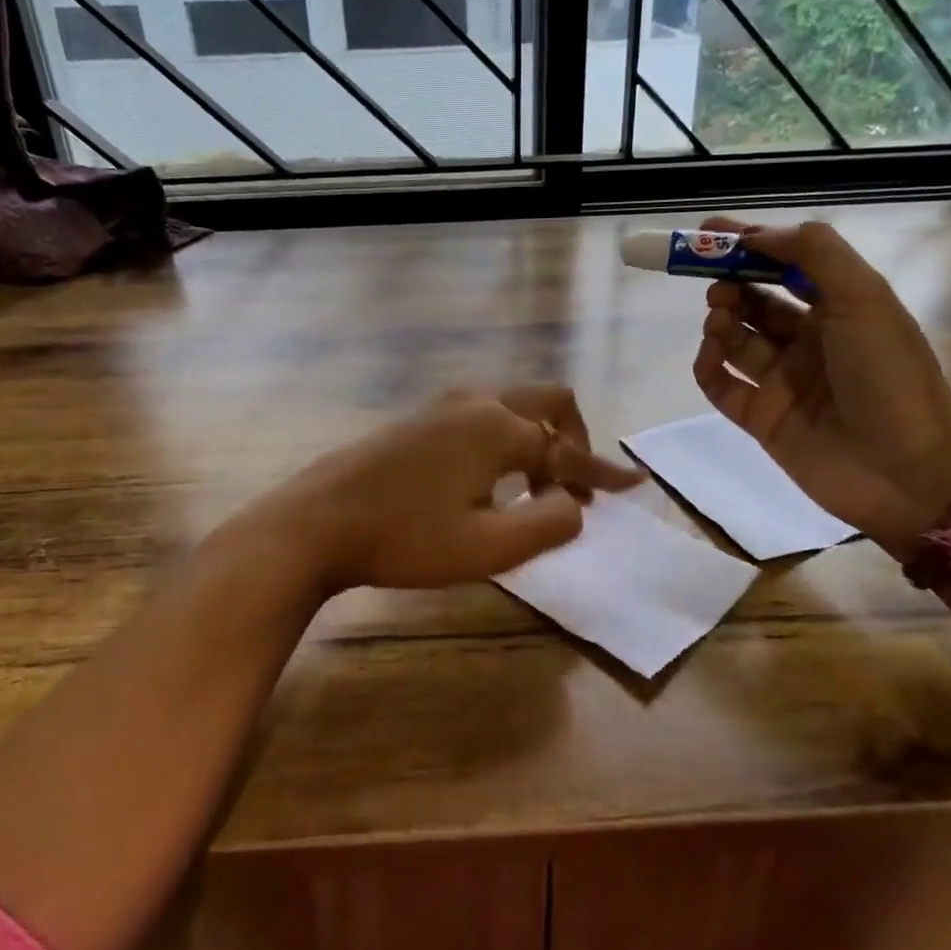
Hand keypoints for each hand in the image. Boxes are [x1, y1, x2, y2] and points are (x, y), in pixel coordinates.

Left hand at [237, 385, 644, 593]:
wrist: (317, 522)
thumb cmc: (406, 539)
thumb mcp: (490, 547)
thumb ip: (550, 523)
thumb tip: (576, 505)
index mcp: (498, 427)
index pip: (568, 451)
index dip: (603, 474)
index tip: (633, 488)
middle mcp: (476, 402)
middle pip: (548, 402)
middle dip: (574, 439)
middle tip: (577, 484)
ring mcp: (442, 405)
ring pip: (513, 404)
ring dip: (538, 438)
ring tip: (537, 487)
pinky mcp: (418, 418)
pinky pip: (483, 414)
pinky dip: (506, 438)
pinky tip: (491, 478)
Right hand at [691, 216, 950, 553]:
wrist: (907, 474)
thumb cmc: (890, 378)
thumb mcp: (864, 299)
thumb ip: (814, 254)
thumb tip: (757, 234)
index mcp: (840, 309)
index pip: (786, 265)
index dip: (749, 245)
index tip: (708, 232)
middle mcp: (810, 341)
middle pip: (756, 300)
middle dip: (731, 283)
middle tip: (715, 282)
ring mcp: (783, 381)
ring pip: (736, 339)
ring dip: (721, 320)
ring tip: (719, 317)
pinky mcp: (761, 417)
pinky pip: (721, 383)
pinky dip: (708, 364)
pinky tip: (710, 354)